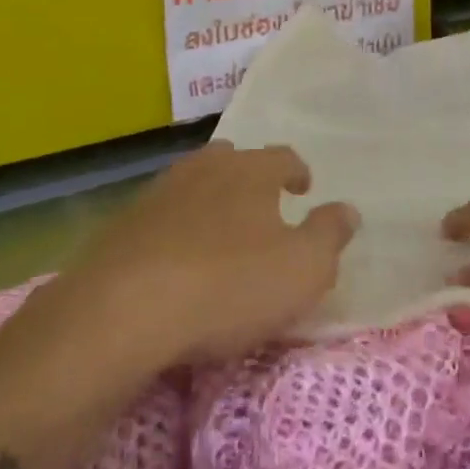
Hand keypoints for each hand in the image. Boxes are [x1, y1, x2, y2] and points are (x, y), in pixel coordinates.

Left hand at [65, 141, 357, 366]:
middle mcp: (205, 169)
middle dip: (249, 178)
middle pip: (232, 160)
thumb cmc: (229, 286)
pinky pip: (160, 216)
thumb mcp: (303, 269)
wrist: (122, 311)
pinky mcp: (122, 225)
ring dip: (210, 200)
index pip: (283, 157)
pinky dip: (174, 228)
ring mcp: (158, 193)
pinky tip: (175, 257)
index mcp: (252, 171)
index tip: (303, 188)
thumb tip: (348, 209)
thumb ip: (330, 235)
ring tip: (219, 229)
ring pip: (192, 183)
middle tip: (261, 204)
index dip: (297, 171)